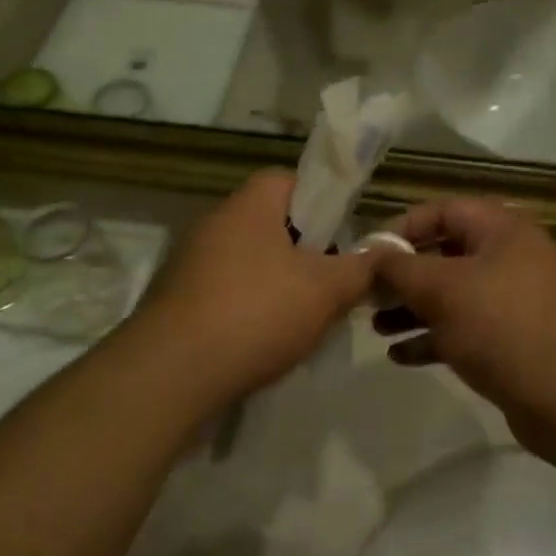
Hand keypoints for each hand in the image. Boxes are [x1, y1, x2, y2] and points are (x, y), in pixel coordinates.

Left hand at [137, 172, 380, 404]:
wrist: (170, 375)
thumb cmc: (256, 313)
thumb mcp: (325, 290)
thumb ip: (361, 267)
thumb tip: (385, 251)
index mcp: (249, 204)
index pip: (292, 180)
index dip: (324, 203)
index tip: (344, 237)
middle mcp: (215, 222)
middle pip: (273, 224)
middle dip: (306, 251)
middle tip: (332, 282)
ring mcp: (191, 262)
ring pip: (251, 261)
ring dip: (279, 284)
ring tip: (305, 319)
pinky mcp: (177, 299)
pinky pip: (227, 292)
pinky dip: (249, 309)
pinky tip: (265, 341)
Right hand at [371, 199, 555, 451]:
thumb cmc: (503, 327)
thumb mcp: (443, 290)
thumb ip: (400, 268)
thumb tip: (370, 253)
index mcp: (502, 229)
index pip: (443, 211)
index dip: (402, 228)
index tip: (368, 253)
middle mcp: (511, 257)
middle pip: (445, 254)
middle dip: (403, 275)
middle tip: (366, 295)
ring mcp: (514, 300)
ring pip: (453, 295)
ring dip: (413, 309)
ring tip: (376, 328)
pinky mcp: (514, 340)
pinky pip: (465, 328)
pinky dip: (434, 337)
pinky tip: (400, 356)